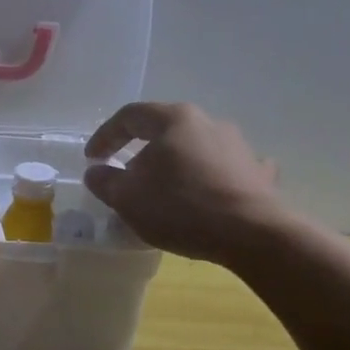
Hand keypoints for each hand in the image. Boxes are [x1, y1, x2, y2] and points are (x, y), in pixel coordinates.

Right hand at [83, 102, 281, 263]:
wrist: (251, 233)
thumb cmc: (180, 207)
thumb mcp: (128, 198)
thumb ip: (105, 181)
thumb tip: (97, 171)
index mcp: (173, 119)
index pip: (130, 116)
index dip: (105, 136)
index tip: (92, 158)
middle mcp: (208, 122)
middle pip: (165, 130)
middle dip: (141, 152)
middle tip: (127, 176)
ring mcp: (238, 145)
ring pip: (196, 148)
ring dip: (176, 165)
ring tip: (165, 191)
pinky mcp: (257, 171)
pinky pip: (226, 169)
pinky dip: (211, 178)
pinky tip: (209, 194)